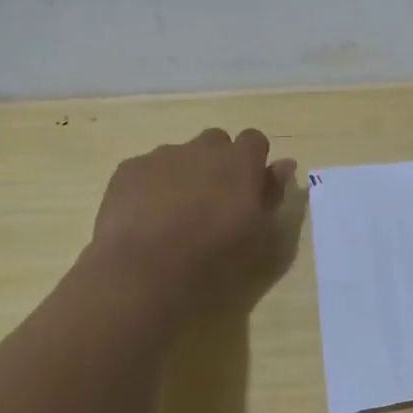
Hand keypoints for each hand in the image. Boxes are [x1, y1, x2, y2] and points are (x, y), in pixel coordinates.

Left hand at [83, 128, 300, 322]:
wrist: (144, 272)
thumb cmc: (213, 258)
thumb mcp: (259, 234)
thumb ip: (272, 193)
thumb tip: (284, 165)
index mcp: (240, 161)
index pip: (254, 140)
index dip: (252, 161)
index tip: (248, 188)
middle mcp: (203, 147)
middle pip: (215, 142)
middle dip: (216, 163)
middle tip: (212, 202)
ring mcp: (162, 155)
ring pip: (179, 156)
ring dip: (182, 175)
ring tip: (173, 216)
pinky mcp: (128, 169)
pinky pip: (146, 170)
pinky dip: (149, 187)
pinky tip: (145, 219)